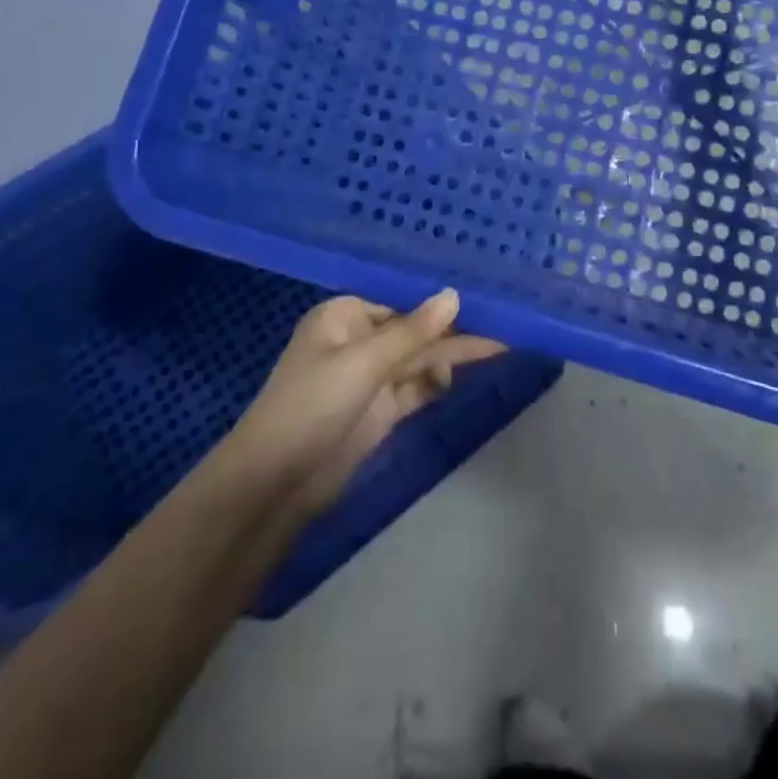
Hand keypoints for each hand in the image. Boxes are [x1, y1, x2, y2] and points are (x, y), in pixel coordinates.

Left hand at [218, 289, 504, 515]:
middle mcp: (358, 340)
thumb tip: (454, 294)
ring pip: (419, 358)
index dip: (440, 298)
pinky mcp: (379, 410)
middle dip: (454, 328)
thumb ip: (414, 331)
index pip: (402, 299)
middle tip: (503, 321)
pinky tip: (464, 375)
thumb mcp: (364, 362)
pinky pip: (416, 387)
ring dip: (452, 354)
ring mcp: (369, 377)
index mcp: (345, 315)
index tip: (481, 293)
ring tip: (499, 345)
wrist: (275, 485)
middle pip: (415, 329)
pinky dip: (438, 381)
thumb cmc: (311, 405)